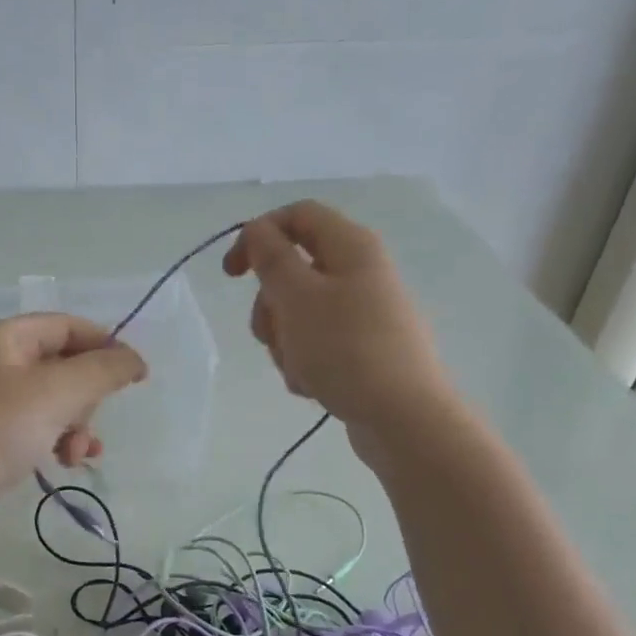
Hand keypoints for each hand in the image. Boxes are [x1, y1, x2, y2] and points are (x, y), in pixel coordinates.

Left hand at [0, 314, 146, 529]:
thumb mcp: (56, 394)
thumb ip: (102, 370)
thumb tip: (133, 359)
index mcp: (3, 337)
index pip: (67, 325)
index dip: (105, 345)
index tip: (136, 376)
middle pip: (61, 364)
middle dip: (86, 397)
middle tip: (88, 424)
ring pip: (51, 399)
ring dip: (74, 424)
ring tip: (77, 454)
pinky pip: (33, 423)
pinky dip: (54, 438)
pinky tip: (64, 462)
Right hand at [223, 201, 452, 454]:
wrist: (404, 418)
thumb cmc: (346, 349)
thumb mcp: (297, 297)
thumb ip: (270, 257)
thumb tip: (257, 230)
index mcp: (351, 247)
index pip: (296, 216)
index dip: (257, 235)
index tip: (231, 274)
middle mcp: (361, 272)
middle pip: (294, 270)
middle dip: (269, 304)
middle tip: (268, 333)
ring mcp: (365, 313)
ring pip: (300, 312)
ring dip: (284, 339)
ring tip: (296, 368)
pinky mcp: (363, 349)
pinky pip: (318, 343)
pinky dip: (304, 361)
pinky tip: (312, 386)